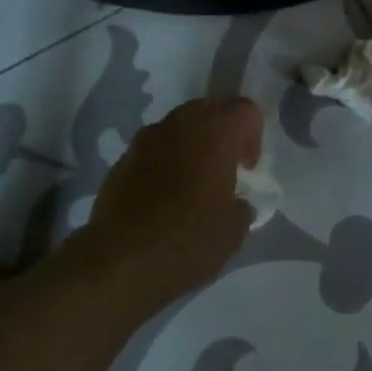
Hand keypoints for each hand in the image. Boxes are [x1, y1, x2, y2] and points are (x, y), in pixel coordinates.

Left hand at [83, 97, 263, 307]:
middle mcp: (181, 123)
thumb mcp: (233, 231)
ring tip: (189, 185)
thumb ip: (241, 205)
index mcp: (216, 131)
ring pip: (178, 127)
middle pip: (209, 110)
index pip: (246, 110)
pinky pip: (152, 149)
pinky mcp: (122, 158)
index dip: (253, 135)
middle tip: (222, 170)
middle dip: (220, 134)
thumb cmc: (187, 240)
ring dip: (189, 146)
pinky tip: (160, 199)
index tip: (246, 169)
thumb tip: (235, 202)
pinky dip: (162, 163)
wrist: (118, 261)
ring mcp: (147, 138)